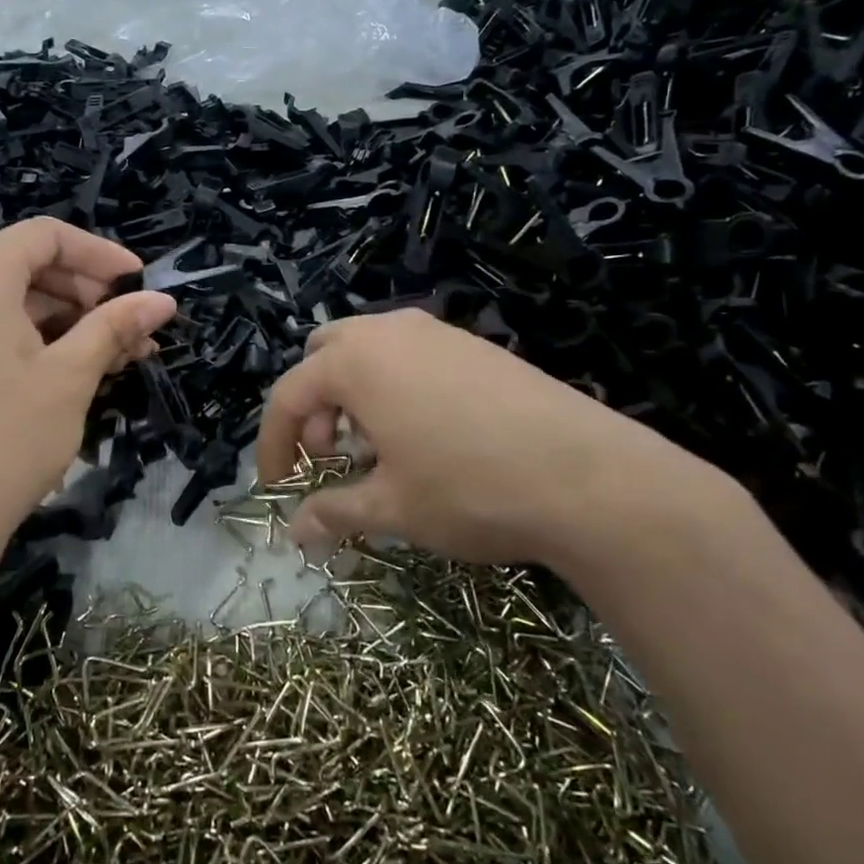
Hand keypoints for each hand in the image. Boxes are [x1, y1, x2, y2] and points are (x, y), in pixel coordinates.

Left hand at [0, 219, 174, 566]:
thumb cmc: (8, 436)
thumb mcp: (72, 375)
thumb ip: (116, 326)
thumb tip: (164, 300)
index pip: (46, 236)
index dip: (100, 253)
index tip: (141, 284)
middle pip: (29, 265)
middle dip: (89, 293)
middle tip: (135, 330)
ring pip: (14, 299)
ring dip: (69, 320)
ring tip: (118, 356)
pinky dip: (36, 338)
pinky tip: (77, 368)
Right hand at [255, 310, 750, 573]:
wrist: (590, 476)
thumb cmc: (469, 489)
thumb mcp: (391, 508)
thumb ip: (333, 511)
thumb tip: (295, 532)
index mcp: (354, 362)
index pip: (288, 396)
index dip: (273, 444)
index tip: (278, 488)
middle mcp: (388, 331)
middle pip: (322, 357)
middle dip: (313, 407)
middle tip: (331, 458)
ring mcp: (435, 332)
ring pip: (367, 351)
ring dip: (351, 395)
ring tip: (376, 449)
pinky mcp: (473, 344)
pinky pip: (408, 355)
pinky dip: (391, 386)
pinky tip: (423, 435)